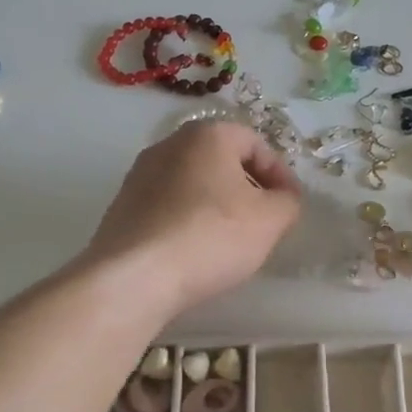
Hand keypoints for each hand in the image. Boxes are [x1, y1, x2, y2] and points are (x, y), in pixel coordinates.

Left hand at [83, 120, 301, 316]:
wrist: (134, 276)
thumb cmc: (211, 236)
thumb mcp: (270, 220)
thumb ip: (288, 201)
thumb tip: (283, 197)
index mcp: (207, 135)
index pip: (255, 143)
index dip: (279, 173)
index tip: (289, 205)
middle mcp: (169, 144)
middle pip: (221, 160)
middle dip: (247, 187)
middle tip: (263, 221)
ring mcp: (140, 175)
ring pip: (193, 183)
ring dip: (215, 205)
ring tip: (229, 240)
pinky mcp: (122, 206)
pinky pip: (168, 206)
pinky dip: (187, 221)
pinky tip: (194, 251)